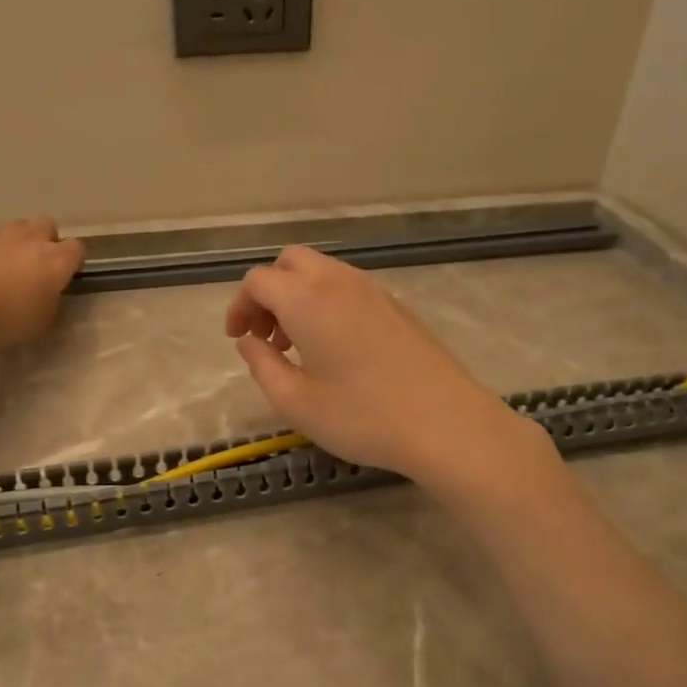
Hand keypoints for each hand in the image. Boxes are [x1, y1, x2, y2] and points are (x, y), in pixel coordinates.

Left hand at [0, 218, 83, 349]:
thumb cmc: (2, 318)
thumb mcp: (37, 325)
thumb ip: (48, 306)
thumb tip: (45, 297)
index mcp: (54, 262)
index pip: (77, 249)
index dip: (73, 261)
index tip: (65, 276)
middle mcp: (30, 239)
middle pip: (47, 226)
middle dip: (45, 241)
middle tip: (34, 266)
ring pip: (14, 227)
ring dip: (14, 242)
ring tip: (1, 266)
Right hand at [224, 246, 543, 484]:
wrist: (447, 424)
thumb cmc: (363, 416)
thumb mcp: (295, 402)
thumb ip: (262, 366)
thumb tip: (249, 342)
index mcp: (308, 300)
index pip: (259, 280)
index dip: (240, 306)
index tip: (239, 339)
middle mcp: (339, 282)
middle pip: (290, 262)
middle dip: (268, 292)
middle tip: (265, 336)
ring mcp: (374, 291)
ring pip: (322, 273)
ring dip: (298, 298)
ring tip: (298, 347)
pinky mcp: (398, 307)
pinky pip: (348, 289)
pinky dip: (327, 304)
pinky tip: (335, 350)